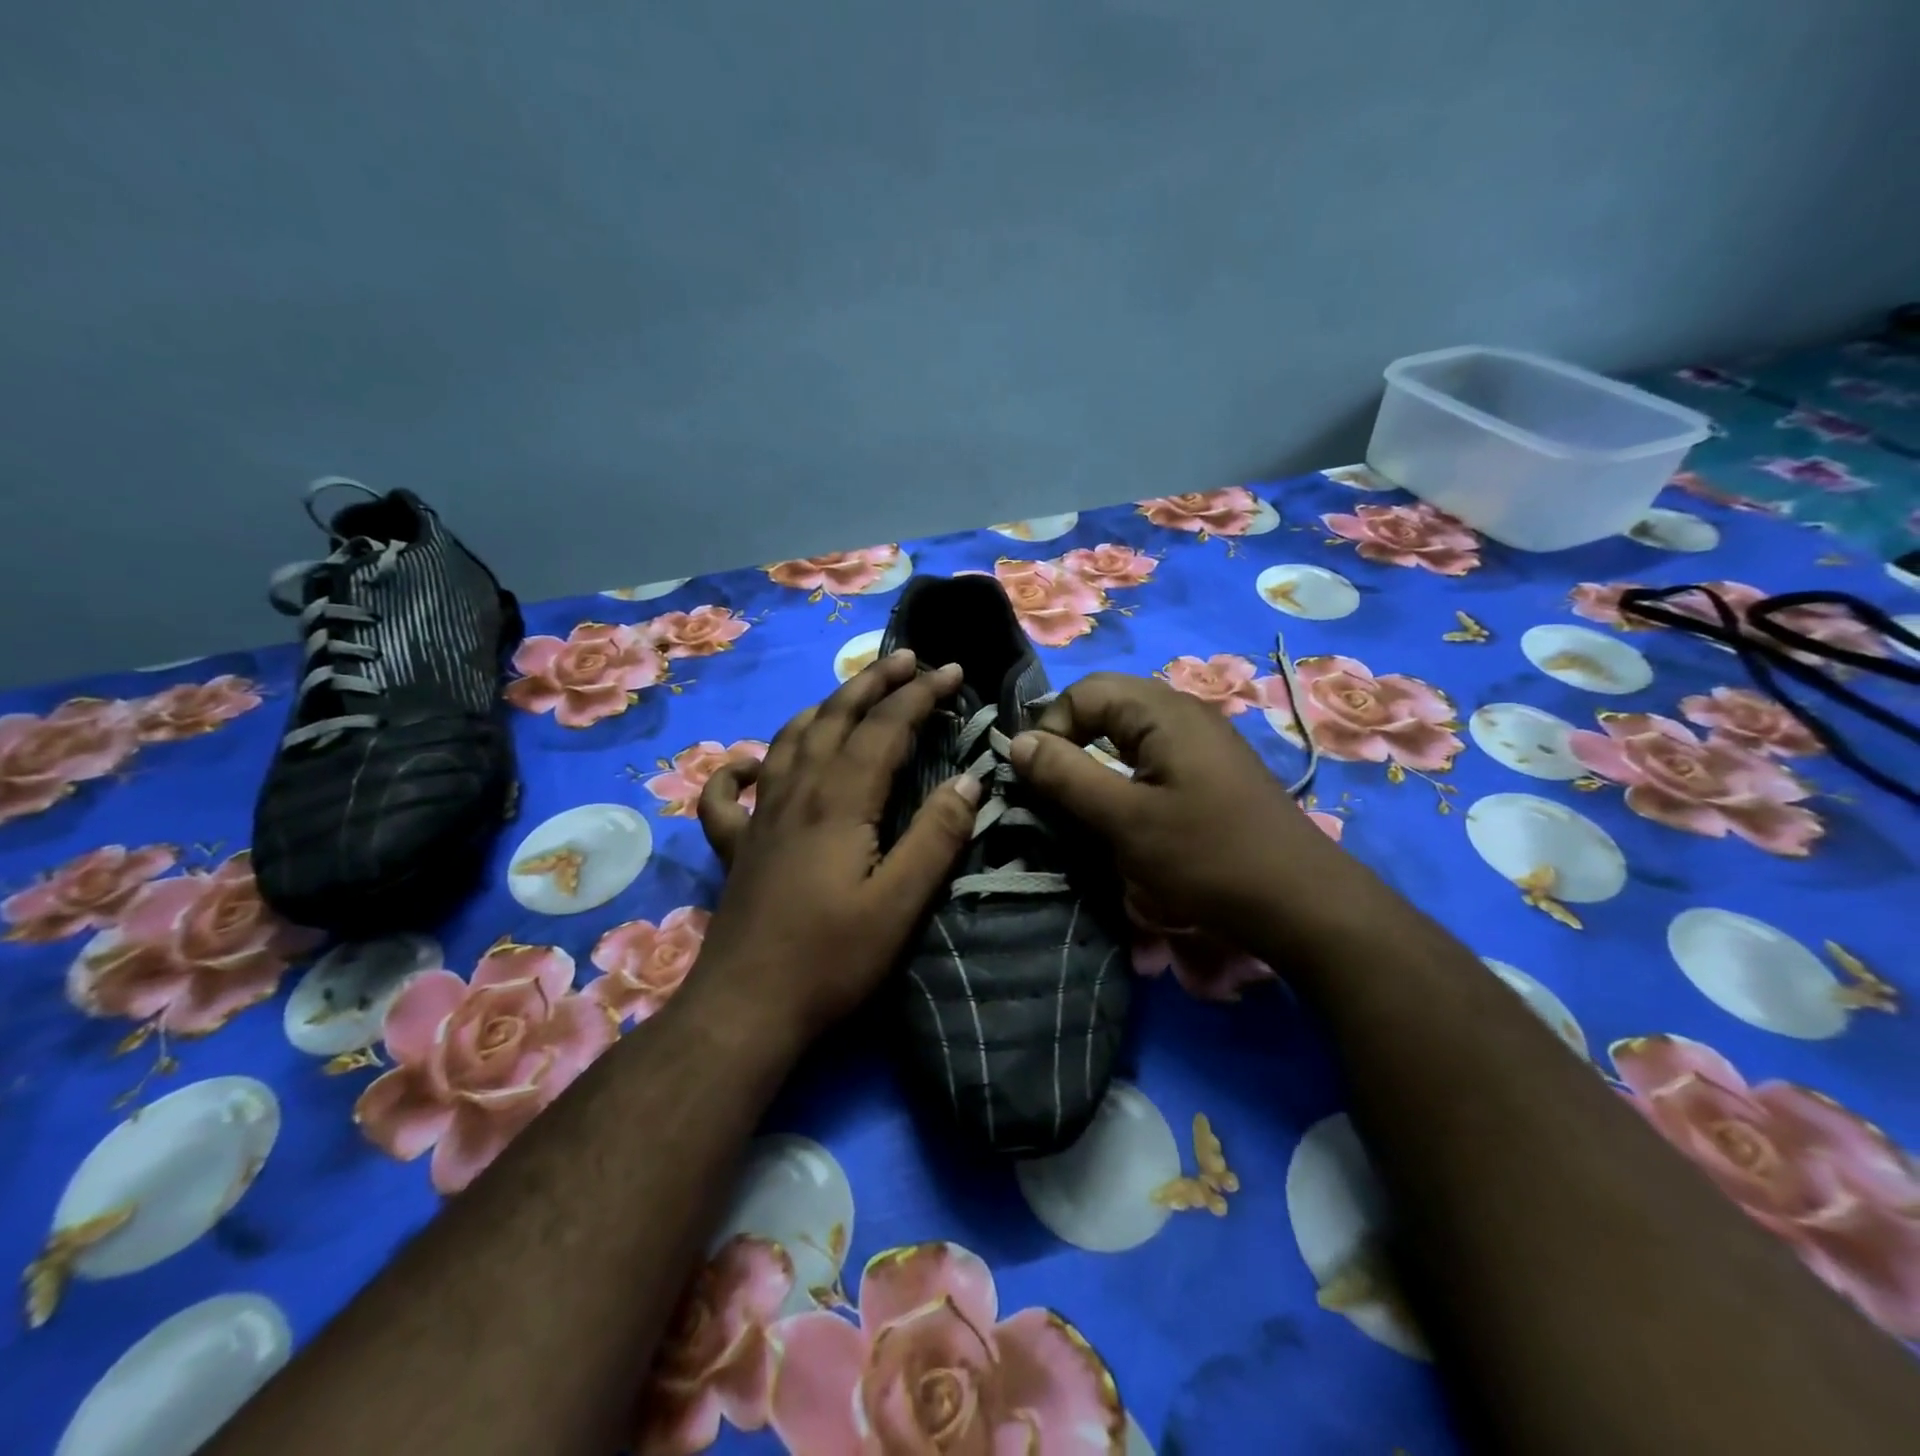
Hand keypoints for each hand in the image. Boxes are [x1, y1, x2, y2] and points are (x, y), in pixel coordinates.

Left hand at [694, 651, 981, 1041]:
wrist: (746, 1010)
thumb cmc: (831, 959)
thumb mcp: (900, 904)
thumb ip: (937, 837)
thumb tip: (970, 780)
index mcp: (840, 801)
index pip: (885, 728)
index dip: (920, 694)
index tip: (953, 671)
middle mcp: (796, 793)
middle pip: (835, 718)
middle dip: (873, 682)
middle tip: (906, 659)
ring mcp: (760, 818)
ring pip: (789, 740)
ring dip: (824, 708)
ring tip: (850, 693)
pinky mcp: (737, 848)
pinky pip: (728, 795)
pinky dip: (739, 769)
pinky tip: (751, 763)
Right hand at [1008, 672, 1339, 946]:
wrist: (1302, 903)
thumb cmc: (1207, 858)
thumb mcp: (1125, 820)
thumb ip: (1066, 776)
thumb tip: (1017, 742)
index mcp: (1164, 711)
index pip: (1084, 692)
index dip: (1052, 728)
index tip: (1039, 779)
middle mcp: (1185, 712)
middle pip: (1108, 705)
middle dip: (1073, 741)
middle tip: (1057, 790)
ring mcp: (1204, 740)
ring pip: (1130, 732)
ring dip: (1099, 760)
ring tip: (1086, 803)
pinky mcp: (1213, 769)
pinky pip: (1154, 754)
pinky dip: (1127, 774)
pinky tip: (1129, 811)